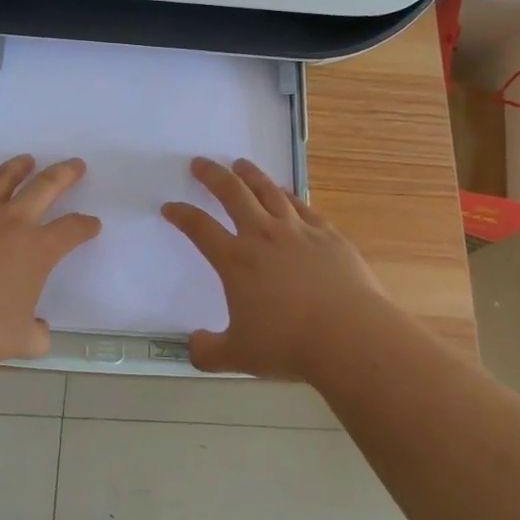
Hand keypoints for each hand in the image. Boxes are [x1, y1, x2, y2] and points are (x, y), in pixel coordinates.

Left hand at [0, 155, 100, 369]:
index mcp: (38, 250)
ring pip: (4, 180)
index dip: (85, 226)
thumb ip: (36, 335)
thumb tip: (42, 333)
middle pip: (46, 187)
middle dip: (65, 174)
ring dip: (19, 167)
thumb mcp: (16, 341)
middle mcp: (13, 223)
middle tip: (76, 164)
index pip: (71, 230)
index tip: (93, 224)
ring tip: (27, 160)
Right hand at [162, 157, 398, 380]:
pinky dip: (288, 195)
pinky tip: (285, 193)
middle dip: (212, 176)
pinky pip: (302, 206)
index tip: (170, 206)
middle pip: (233, 194)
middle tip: (200, 163)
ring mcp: (298, 231)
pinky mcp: (328, 235)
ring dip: (251, 175)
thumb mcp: (239, 356)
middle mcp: (264, 236)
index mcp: (236, 260)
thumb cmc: (289, 345)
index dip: (181, 214)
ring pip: (269, 191)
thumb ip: (209, 352)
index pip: (200, 228)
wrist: (350, 335)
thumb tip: (193, 346)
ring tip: (240, 164)